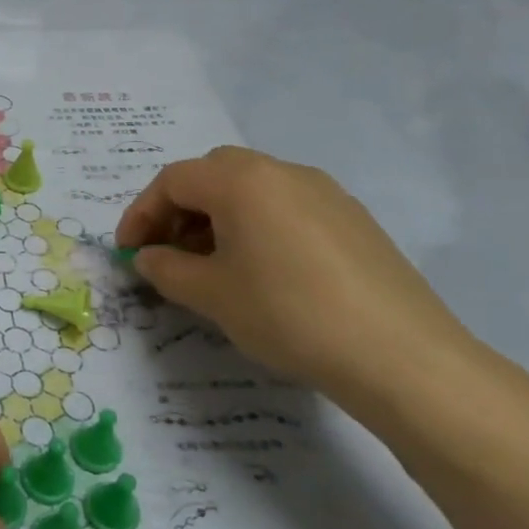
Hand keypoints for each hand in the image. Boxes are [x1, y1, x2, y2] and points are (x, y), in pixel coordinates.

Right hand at [115, 146, 477, 408]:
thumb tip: (148, 257)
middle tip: (167, 251)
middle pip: (212, 174)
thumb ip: (166, 268)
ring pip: (252, 189)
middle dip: (179, 209)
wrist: (400, 356)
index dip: (141, 213)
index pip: (173, 181)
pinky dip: (256, 226)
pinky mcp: (354, 220)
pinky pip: (286, 208)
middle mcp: (283, 172)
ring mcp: (325, 193)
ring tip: (210, 265)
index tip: (128, 252)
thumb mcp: (210, 294)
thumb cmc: (287, 314)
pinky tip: (260, 271)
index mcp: (242, 181)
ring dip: (217, 217)